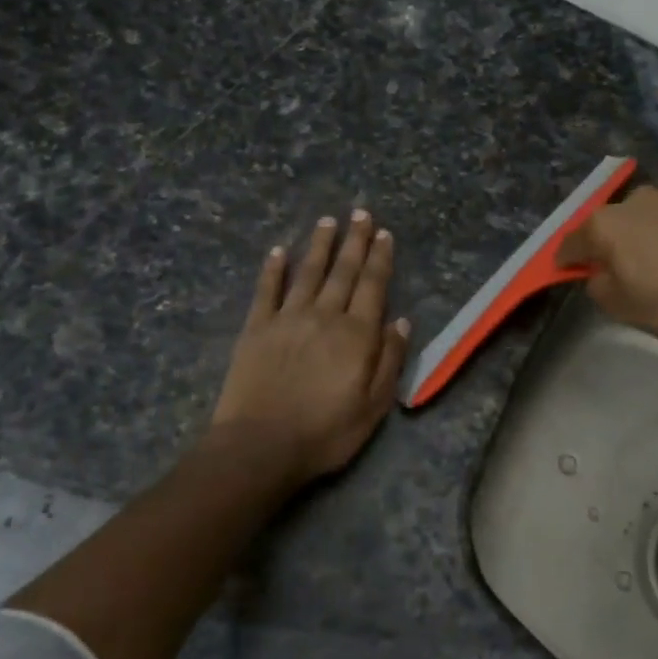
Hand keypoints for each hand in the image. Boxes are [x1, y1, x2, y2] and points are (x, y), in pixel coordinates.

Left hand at [212, 210, 410, 484]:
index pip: (372, 286)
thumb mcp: (373, 406)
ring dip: (319, 245)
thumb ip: (390, 360)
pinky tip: (278, 251)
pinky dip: (273, 269)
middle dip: (354, 240)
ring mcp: (287, 318)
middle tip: (361, 213)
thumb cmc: (326, 432)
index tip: (384, 233)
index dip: (379, 258)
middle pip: (343, 271)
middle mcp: (324, 315)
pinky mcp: (256, 328)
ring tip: (328, 221)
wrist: (261, 446)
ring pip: (308, 273)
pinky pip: (267, 290)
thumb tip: (401, 322)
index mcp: (356, 334)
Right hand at [556, 186, 657, 343]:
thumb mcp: (626, 309)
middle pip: (610, 224)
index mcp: (607, 224)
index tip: (568, 273)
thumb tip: (598, 274)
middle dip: (609, 245)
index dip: (566, 261)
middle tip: (622, 272)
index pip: (571, 242)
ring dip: (647, 236)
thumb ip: (600, 288)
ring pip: (648, 218)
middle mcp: (636, 200)